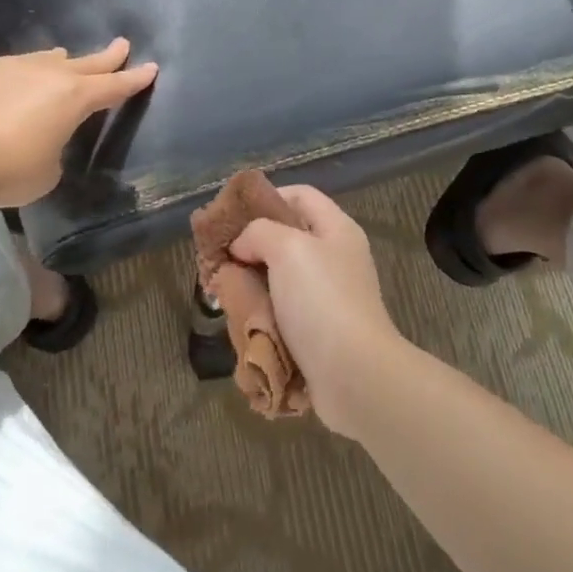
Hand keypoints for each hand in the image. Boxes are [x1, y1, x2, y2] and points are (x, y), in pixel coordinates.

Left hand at [0, 39, 158, 207]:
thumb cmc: (13, 170)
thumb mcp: (50, 169)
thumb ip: (56, 146)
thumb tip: (43, 138)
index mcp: (75, 98)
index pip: (114, 87)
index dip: (134, 79)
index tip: (151, 67)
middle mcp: (51, 75)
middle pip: (88, 63)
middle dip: (108, 57)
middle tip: (122, 45)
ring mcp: (17, 67)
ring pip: (49, 59)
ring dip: (64, 61)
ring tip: (67, 58)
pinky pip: (19, 66)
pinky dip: (29, 72)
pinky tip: (22, 80)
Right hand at [228, 186, 409, 435]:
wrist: (353, 376)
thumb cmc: (322, 301)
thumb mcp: (288, 248)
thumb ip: (259, 232)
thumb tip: (243, 245)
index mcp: (337, 231)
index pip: (300, 195)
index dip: (265, 198)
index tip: (232, 217)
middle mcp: (334, 260)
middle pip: (286, 239)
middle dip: (249, 248)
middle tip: (219, 259)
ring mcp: (327, 298)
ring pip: (278, 280)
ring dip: (250, 285)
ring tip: (223, 293)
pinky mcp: (317, 333)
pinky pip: (281, 314)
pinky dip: (259, 316)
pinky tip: (239, 321)